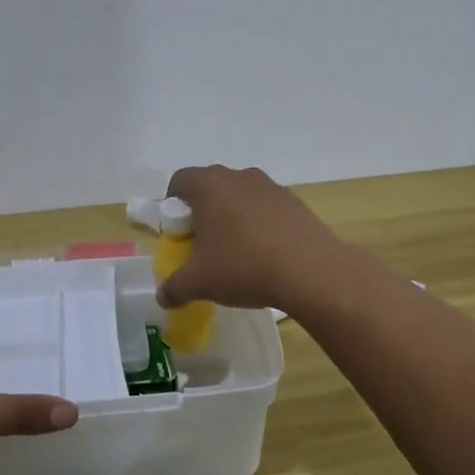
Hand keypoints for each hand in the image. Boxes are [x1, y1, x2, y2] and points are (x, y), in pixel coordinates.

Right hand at [155, 165, 352, 312]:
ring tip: (236, 251)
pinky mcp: (295, 202)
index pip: (180, 180)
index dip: (172, 204)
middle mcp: (238, 177)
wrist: (311, 271)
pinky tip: (265, 254)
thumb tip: (163, 297)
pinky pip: (266, 207)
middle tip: (203, 243)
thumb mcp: (199, 283)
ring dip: (233, 216)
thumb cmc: (244, 267)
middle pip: (210, 185)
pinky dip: (260, 223)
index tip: (177, 232)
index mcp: (209, 186)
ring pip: (240, 195)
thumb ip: (174, 288)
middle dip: (203, 211)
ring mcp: (270, 186)